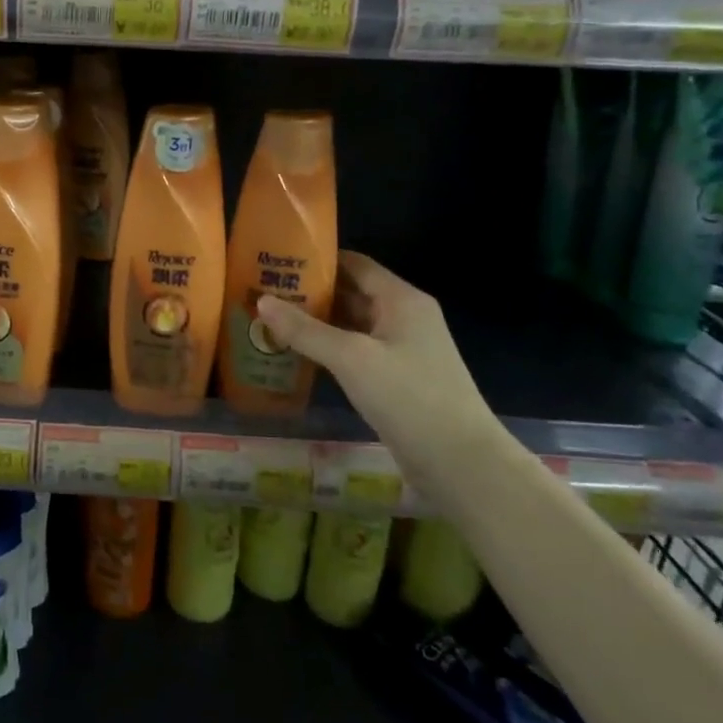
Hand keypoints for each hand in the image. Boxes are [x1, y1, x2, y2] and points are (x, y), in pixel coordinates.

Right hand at [255, 252, 495, 450]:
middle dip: (311, 292)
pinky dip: (328, 348)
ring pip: (352, 325)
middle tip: (264, 290)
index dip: (318, 259)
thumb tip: (261, 301)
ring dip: (316, 322)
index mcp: (402, 300)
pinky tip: (296, 353)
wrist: (461, 463)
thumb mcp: (351, 358)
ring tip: (271, 318)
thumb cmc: (409, 397)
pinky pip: (356, 352)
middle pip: (352, 293)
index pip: (355, 264)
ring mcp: (402, 350)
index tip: (278, 259)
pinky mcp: (396, 379)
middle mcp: (404, 318)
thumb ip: (304, 330)